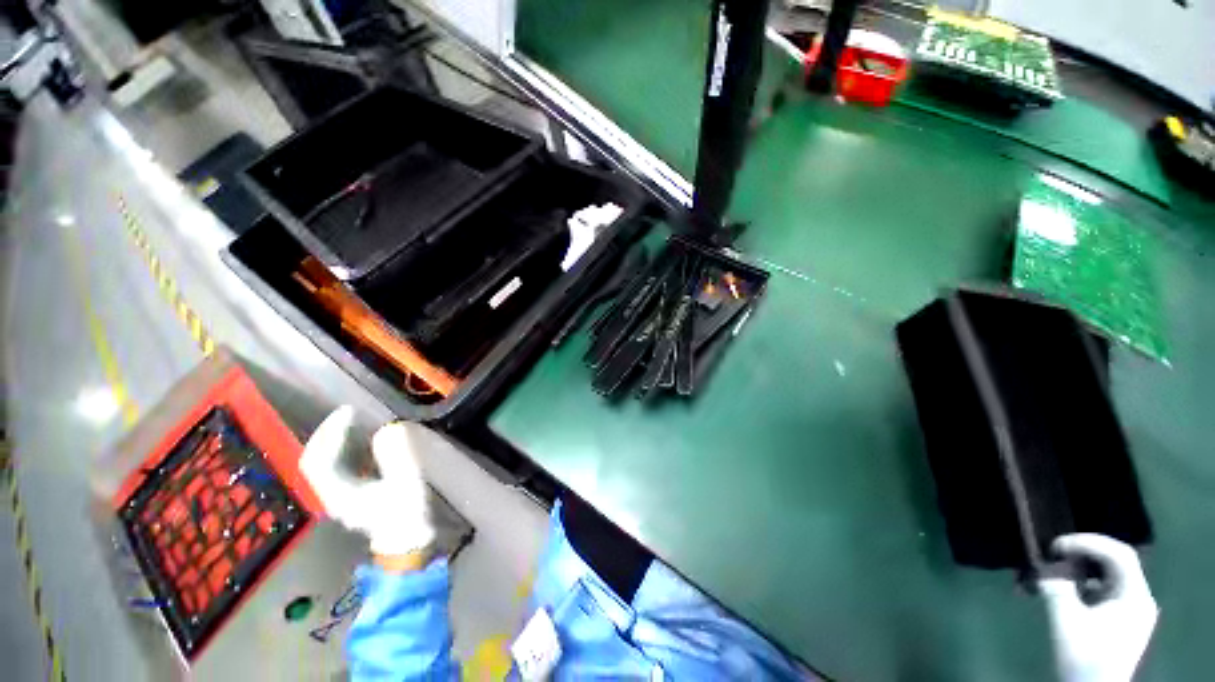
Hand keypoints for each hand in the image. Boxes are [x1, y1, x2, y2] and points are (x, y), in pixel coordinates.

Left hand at [300, 406, 434, 559]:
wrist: (406, 539)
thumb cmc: (405, 514)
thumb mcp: (406, 484)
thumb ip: (398, 458)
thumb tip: (389, 430)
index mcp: (339, 493)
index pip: (319, 460)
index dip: (330, 434)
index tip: (349, 413)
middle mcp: (332, 493)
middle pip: (315, 459)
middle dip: (328, 433)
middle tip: (348, 413)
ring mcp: (339, 494)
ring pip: (323, 462)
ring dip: (333, 440)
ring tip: (351, 421)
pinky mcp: (350, 492)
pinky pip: (336, 465)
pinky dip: (342, 449)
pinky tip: (359, 440)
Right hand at [1038, 534, 1158, 681]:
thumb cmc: (1084, 656)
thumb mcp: (1066, 621)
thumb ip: (1057, 588)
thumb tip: (1044, 564)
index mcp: (1135, 596)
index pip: (1119, 554)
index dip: (1089, 542)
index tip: (1057, 545)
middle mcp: (1139, 598)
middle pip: (1114, 563)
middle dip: (1082, 555)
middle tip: (1053, 554)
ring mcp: (1131, 610)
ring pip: (1107, 576)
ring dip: (1079, 570)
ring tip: (1053, 571)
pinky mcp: (1120, 619)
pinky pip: (1103, 590)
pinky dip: (1082, 584)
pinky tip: (1064, 590)